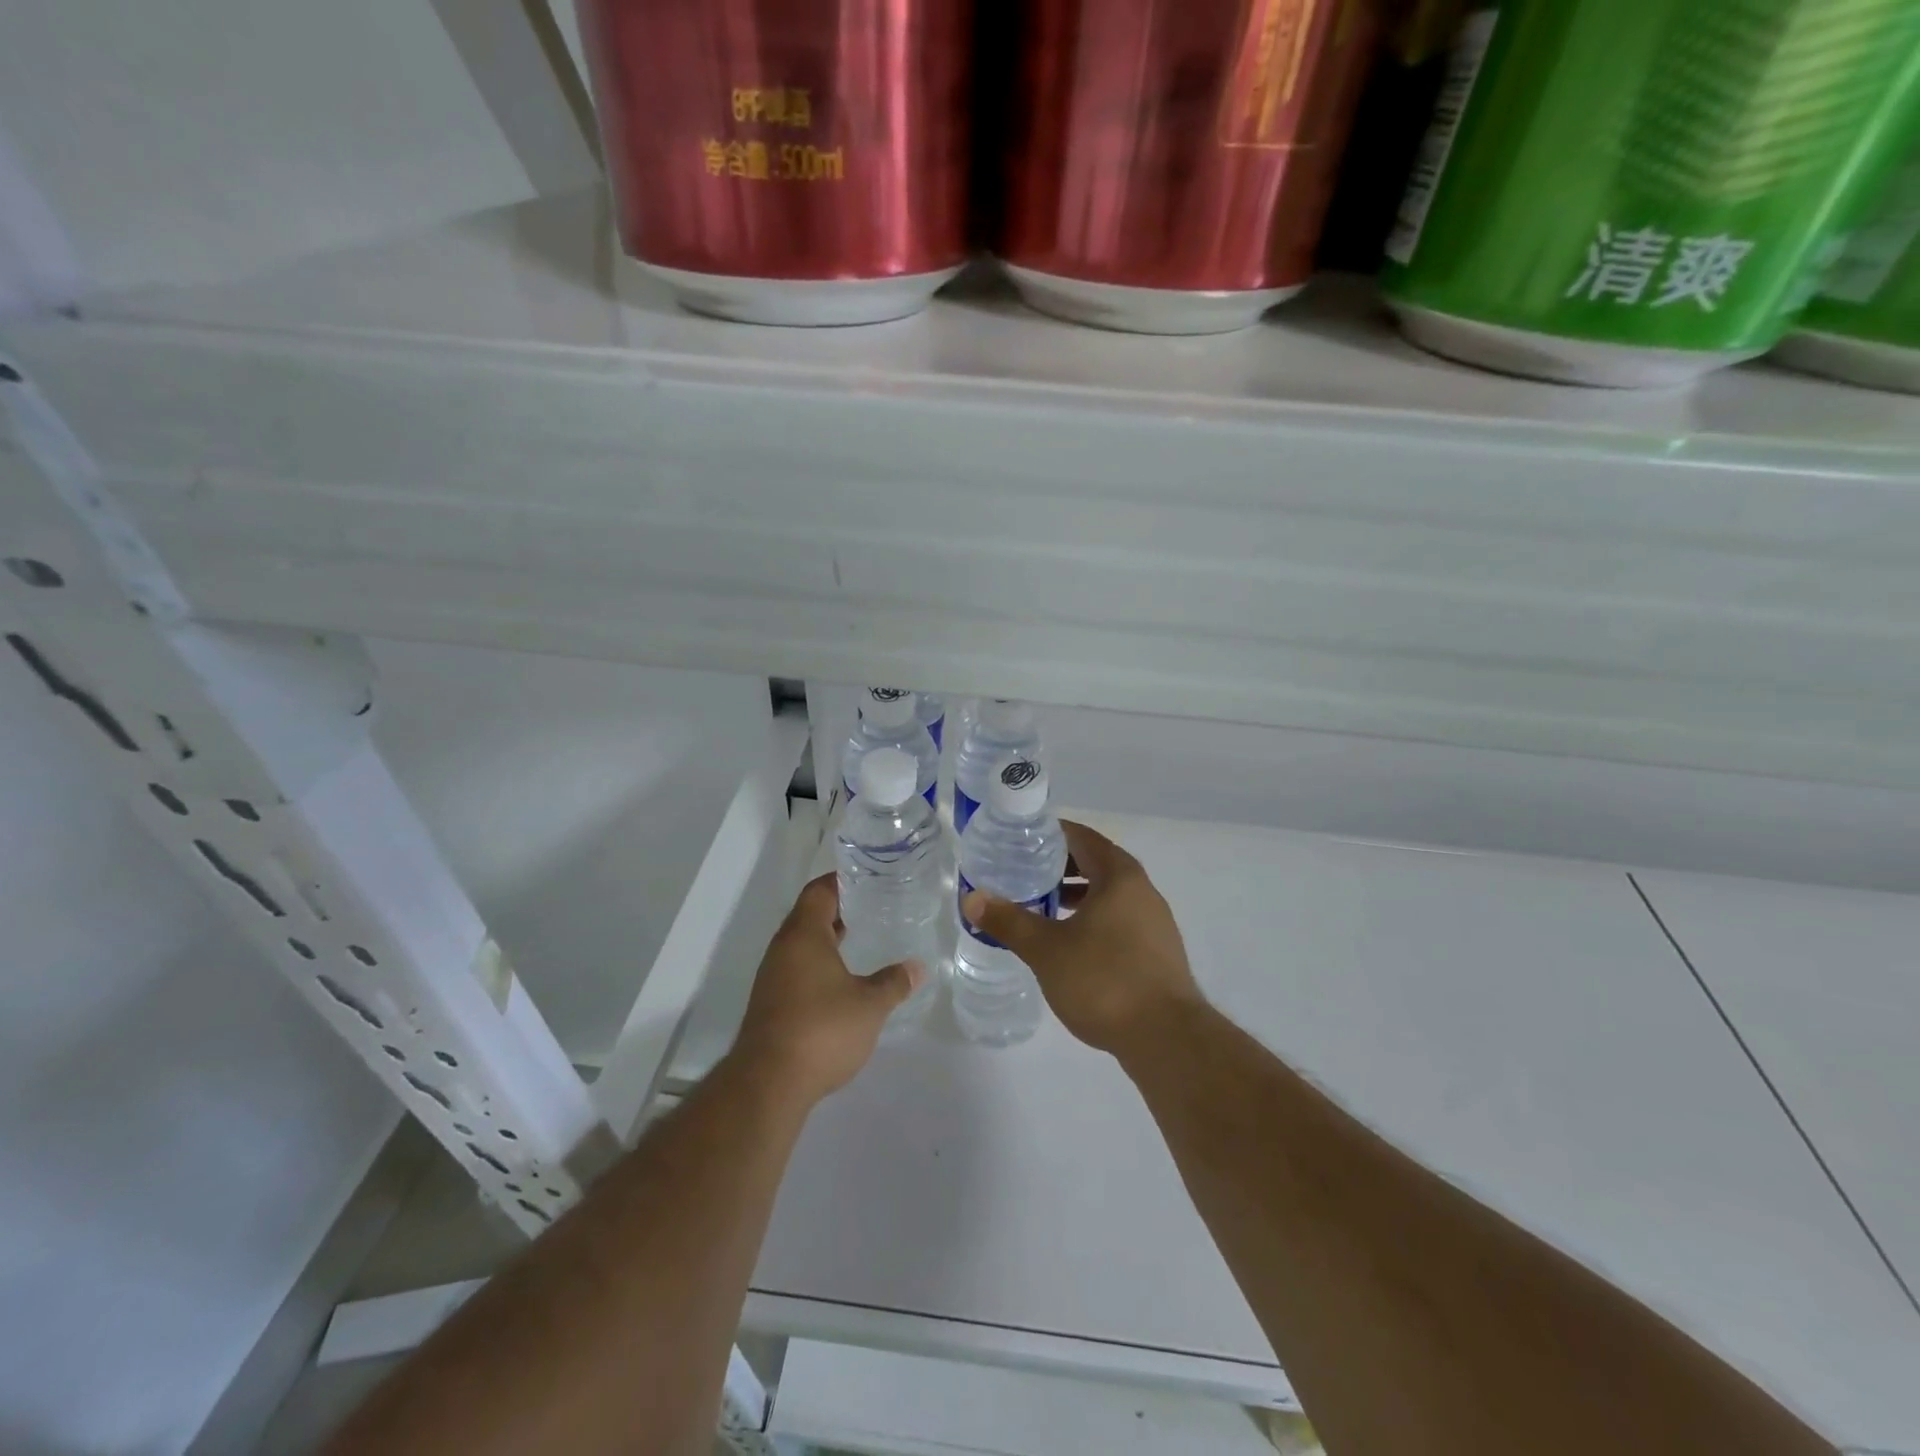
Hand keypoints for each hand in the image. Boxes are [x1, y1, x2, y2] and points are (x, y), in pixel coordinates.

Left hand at [734, 874, 923, 1103]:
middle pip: (809, 915)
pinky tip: (842, 980)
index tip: (867, 879)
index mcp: (804, 935)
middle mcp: (783, 948)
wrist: (768, 1083)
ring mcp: (772, 976)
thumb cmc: (822, 1029)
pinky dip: (819, 963)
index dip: (841, 881)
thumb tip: (918, 967)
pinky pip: (797, 968)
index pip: (819, 891)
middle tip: (873, 907)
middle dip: (839, 909)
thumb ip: (894, 982)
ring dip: (828, 938)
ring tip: (862, 939)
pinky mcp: (770, 1003)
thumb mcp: (869, 1005)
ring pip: (802, 944)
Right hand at [962, 820, 1202, 1060]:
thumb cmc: (1104, 980)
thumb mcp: (1046, 949)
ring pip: (1109, 896)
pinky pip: (1119, 921)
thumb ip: (1009, 920)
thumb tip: (972, 898)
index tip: (1020, 839)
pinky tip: (1070, 945)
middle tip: (1023, 873)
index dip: (1051, 834)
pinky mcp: (1157, 953)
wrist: (1167, 1039)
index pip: (1082, 838)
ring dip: (1076, 896)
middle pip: (1097, 864)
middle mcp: (1143, 891)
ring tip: (1041, 908)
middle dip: (1059, 867)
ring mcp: (1155, 923)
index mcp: (1120, 876)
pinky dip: (1092, 920)